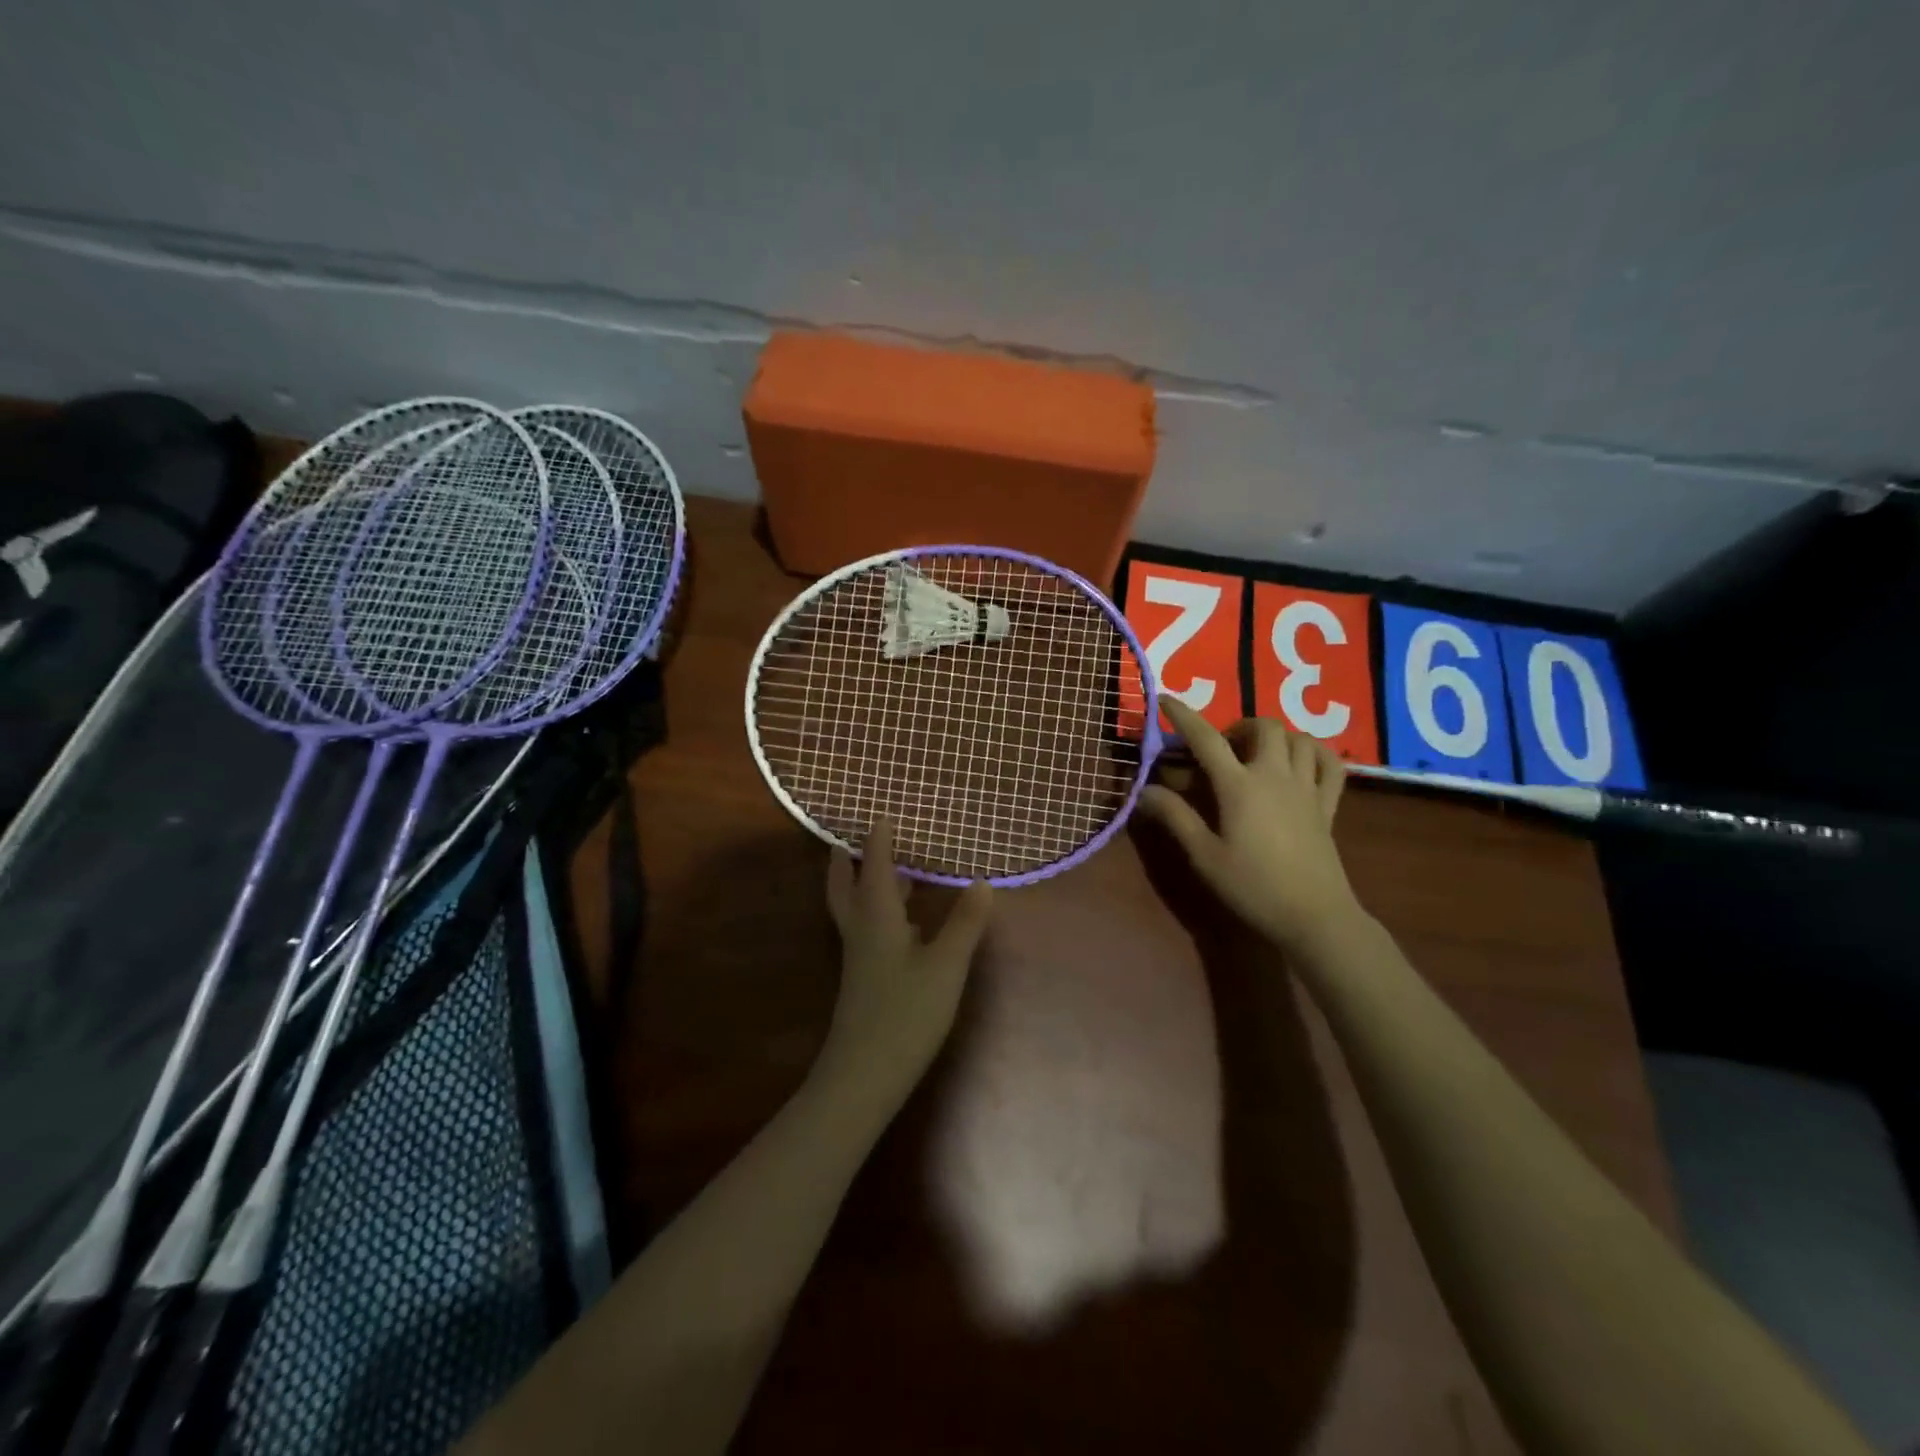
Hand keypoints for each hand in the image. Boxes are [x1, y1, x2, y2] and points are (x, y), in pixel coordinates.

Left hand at [820, 819, 992, 1103]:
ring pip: (854, 908)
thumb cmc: (906, 1013)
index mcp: (877, 916)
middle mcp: (861, 930)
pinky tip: (902, 923)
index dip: (878, 839)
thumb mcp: (946, 966)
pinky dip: (876, 910)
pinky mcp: (863, 978)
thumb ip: (965, 923)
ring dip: (861, 884)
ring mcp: (858, 957)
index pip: (874, 866)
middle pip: (845, 886)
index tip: (883, 815)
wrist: (864, 1075)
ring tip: (884, 870)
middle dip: (847, 861)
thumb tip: (982, 882)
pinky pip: (865, 928)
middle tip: (850, 840)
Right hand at [1138, 698, 1362, 953]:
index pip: (1205, 738)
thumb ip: (1174, 817)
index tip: (1164, 700)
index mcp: (1239, 786)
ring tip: (1258, 753)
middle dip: (1238, 726)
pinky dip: (1315, 753)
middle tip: (1222, 748)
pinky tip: (1301, 763)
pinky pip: (1331, 763)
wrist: (1314, 916)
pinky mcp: (1329, 804)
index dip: (1182, 715)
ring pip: (1299, 738)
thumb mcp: (1203, 855)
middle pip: (1262, 726)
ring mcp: (1307, 787)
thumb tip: (1144, 790)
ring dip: (1276, 736)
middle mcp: (1275, 775)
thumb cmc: (1252, 886)